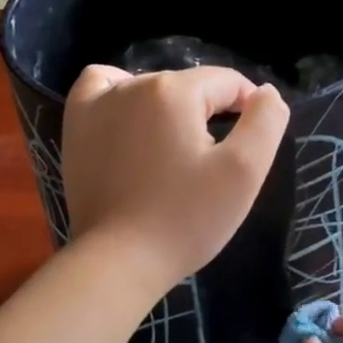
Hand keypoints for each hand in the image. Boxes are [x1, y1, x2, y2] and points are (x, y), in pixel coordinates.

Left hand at [62, 64, 288, 290]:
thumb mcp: (244, 172)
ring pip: (150, 88)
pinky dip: (119, 94)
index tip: (249, 144)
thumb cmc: (186, 218)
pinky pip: (99, 86)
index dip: (247, 107)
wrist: (120, 260)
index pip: (226, 82)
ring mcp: (97, 103)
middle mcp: (133, 85)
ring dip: (170, 109)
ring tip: (175, 150)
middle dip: (208, 114)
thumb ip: (265, 122)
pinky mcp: (76, 126)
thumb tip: (266, 92)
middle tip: (210, 164)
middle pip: (188, 86)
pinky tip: (130, 117)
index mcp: (175, 91)